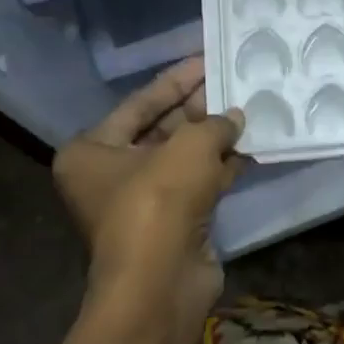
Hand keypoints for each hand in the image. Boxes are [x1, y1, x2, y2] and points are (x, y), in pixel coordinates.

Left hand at [52, 57, 245, 343]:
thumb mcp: (188, 148)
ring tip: (249, 110)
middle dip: (199, 108)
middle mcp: (111, 174)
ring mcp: (144, 202)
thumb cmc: (158, 203)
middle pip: (161, 129)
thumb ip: (214, 123)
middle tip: (234, 83)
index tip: (207, 60)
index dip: (176, 80)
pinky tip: (251, 148)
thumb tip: (236, 117)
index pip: (138, 103)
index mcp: (92, 151)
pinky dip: (223, 167)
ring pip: (184, 159)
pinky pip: (200, 184)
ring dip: (215, 138)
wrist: (161, 283)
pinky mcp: (174, 222)